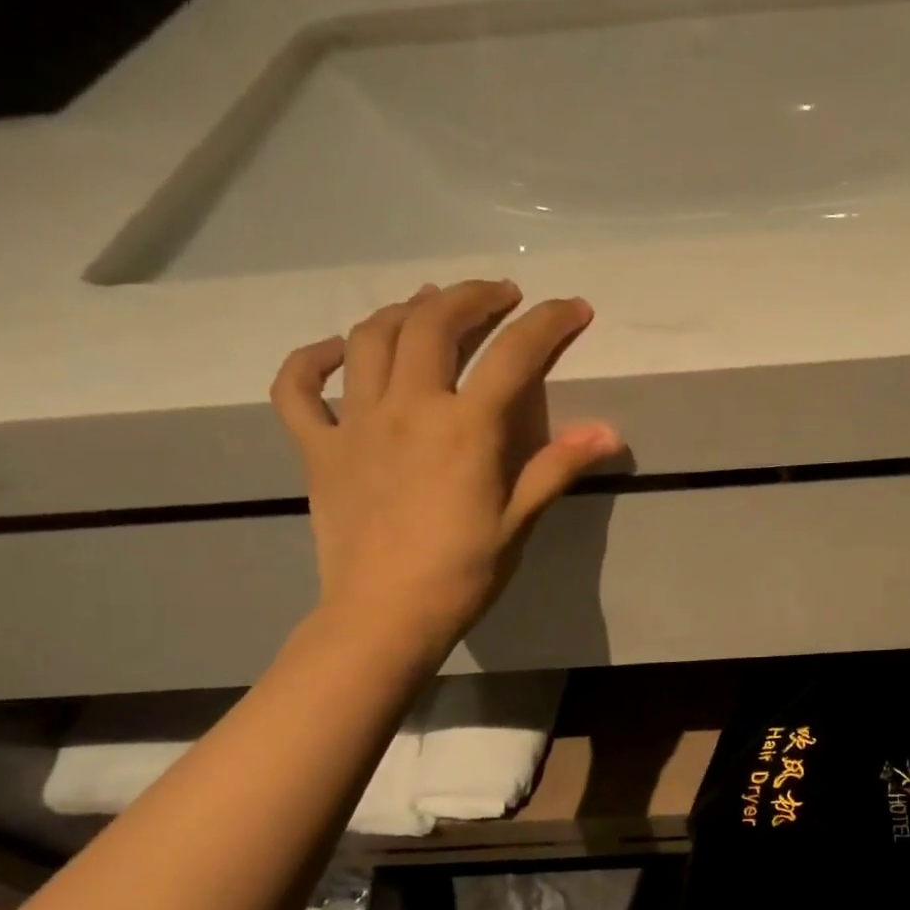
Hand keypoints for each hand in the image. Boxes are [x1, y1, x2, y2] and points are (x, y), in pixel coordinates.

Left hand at [270, 279, 621, 652]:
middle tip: (498, 294)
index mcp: (464, 427)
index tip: (573, 308)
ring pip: (370, 339)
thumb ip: (558, 466)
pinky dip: (313, 359)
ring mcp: (355, 423)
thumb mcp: (520, 520)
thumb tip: (610, 431)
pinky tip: (337, 351)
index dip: (548, 323)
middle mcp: (408, 408)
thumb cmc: (463, 572)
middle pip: (434, 324)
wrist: (385, 616)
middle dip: (471, 296)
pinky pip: (299, 388)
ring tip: (430, 305)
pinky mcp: (317, 448)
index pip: (514, 356)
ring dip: (404, 310)